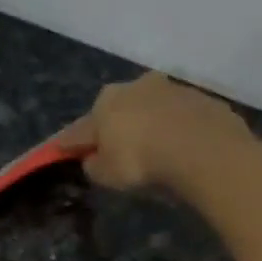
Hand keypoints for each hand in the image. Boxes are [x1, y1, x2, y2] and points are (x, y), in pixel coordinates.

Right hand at [58, 72, 252, 191]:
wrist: (199, 146)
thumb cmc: (141, 160)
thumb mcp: (107, 174)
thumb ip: (94, 166)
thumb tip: (93, 160)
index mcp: (104, 102)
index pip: (81, 128)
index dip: (71, 142)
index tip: (62, 149)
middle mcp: (133, 86)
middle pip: (117, 110)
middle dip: (115, 127)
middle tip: (116, 149)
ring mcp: (169, 88)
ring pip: (150, 108)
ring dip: (148, 124)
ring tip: (153, 148)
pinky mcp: (198, 97)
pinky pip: (179, 117)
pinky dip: (175, 128)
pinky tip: (180, 147)